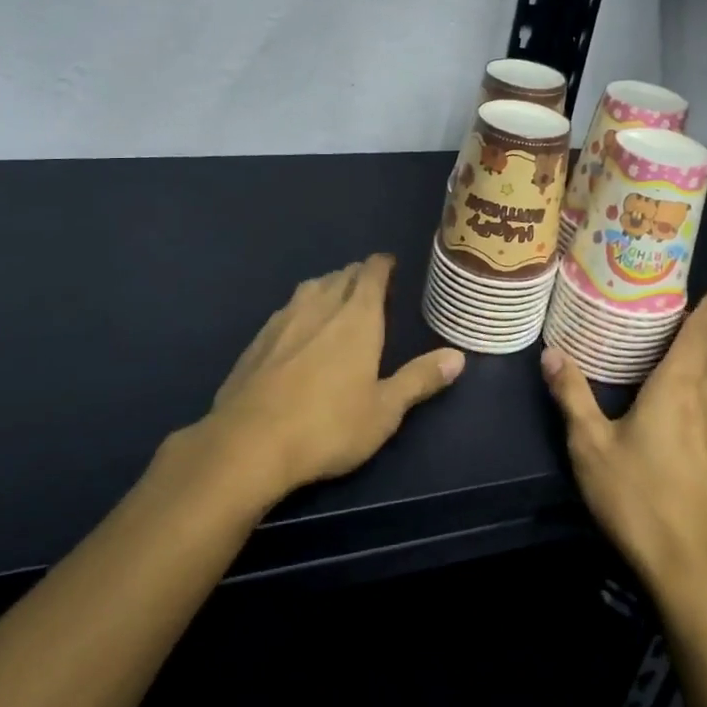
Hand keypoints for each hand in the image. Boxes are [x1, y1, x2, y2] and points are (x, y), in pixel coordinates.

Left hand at [203, 254, 464, 500]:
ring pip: (310, 288)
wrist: (249, 442)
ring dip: (327, 286)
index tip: (389, 263)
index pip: (371, 273)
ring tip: (336, 298)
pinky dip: (301, 308)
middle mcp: (319, 307)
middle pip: (340, 275)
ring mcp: (283, 320)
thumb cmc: (328, 426)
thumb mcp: (384, 411)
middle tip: (369, 285)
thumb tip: (457, 356)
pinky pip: (286, 309)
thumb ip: (419, 380)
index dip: (382, 264)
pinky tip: (298, 329)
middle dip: (357, 274)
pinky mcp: (257, 340)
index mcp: (356, 318)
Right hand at [540, 287, 706, 599]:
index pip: (703, 333)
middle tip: (672, 321)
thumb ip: (572, 395)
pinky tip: (691, 416)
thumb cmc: (638, 498)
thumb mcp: (590, 446)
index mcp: (679, 387)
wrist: (695, 570)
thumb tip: (551, 353)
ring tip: (676, 363)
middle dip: (700, 334)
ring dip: (704, 368)